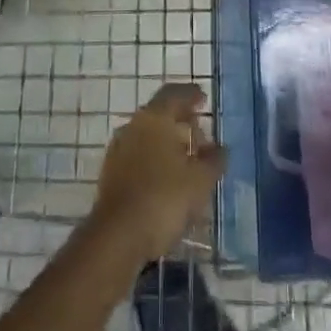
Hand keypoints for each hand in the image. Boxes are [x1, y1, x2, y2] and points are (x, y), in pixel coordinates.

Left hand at [90, 83, 226, 260]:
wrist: (117, 236)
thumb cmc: (164, 198)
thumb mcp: (200, 180)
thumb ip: (214, 160)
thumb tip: (219, 148)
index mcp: (155, 117)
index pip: (174, 94)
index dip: (191, 94)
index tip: (204, 99)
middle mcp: (133, 126)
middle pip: (160, 114)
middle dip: (181, 122)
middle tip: (201, 136)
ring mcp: (119, 149)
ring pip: (148, 136)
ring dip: (168, 143)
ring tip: (188, 161)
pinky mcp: (111, 173)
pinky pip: (139, 156)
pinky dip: (155, 160)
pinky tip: (168, 179)